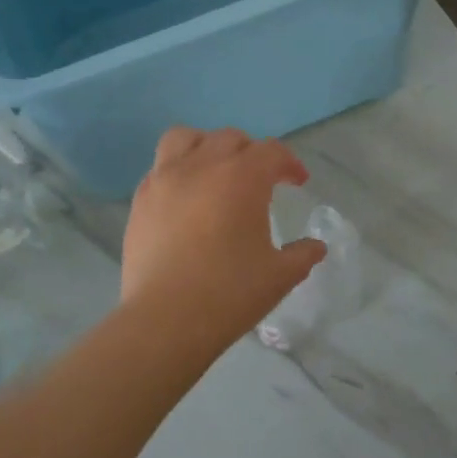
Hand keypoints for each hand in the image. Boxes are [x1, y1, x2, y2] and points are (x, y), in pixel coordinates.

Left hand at [121, 127, 326, 347]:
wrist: (165, 319)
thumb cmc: (230, 293)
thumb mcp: (279, 276)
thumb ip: (302, 255)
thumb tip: (316, 247)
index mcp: (242, 177)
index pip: (271, 152)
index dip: (289, 164)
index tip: (297, 182)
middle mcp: (202, 165)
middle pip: (230, 139)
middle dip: (251, 153)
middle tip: (260, 180)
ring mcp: (165, 179)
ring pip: (185, 139)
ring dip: (206, 147)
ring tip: (214, 172)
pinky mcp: (140, 199)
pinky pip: (160, 167)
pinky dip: (178, 171)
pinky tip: (185, 200)